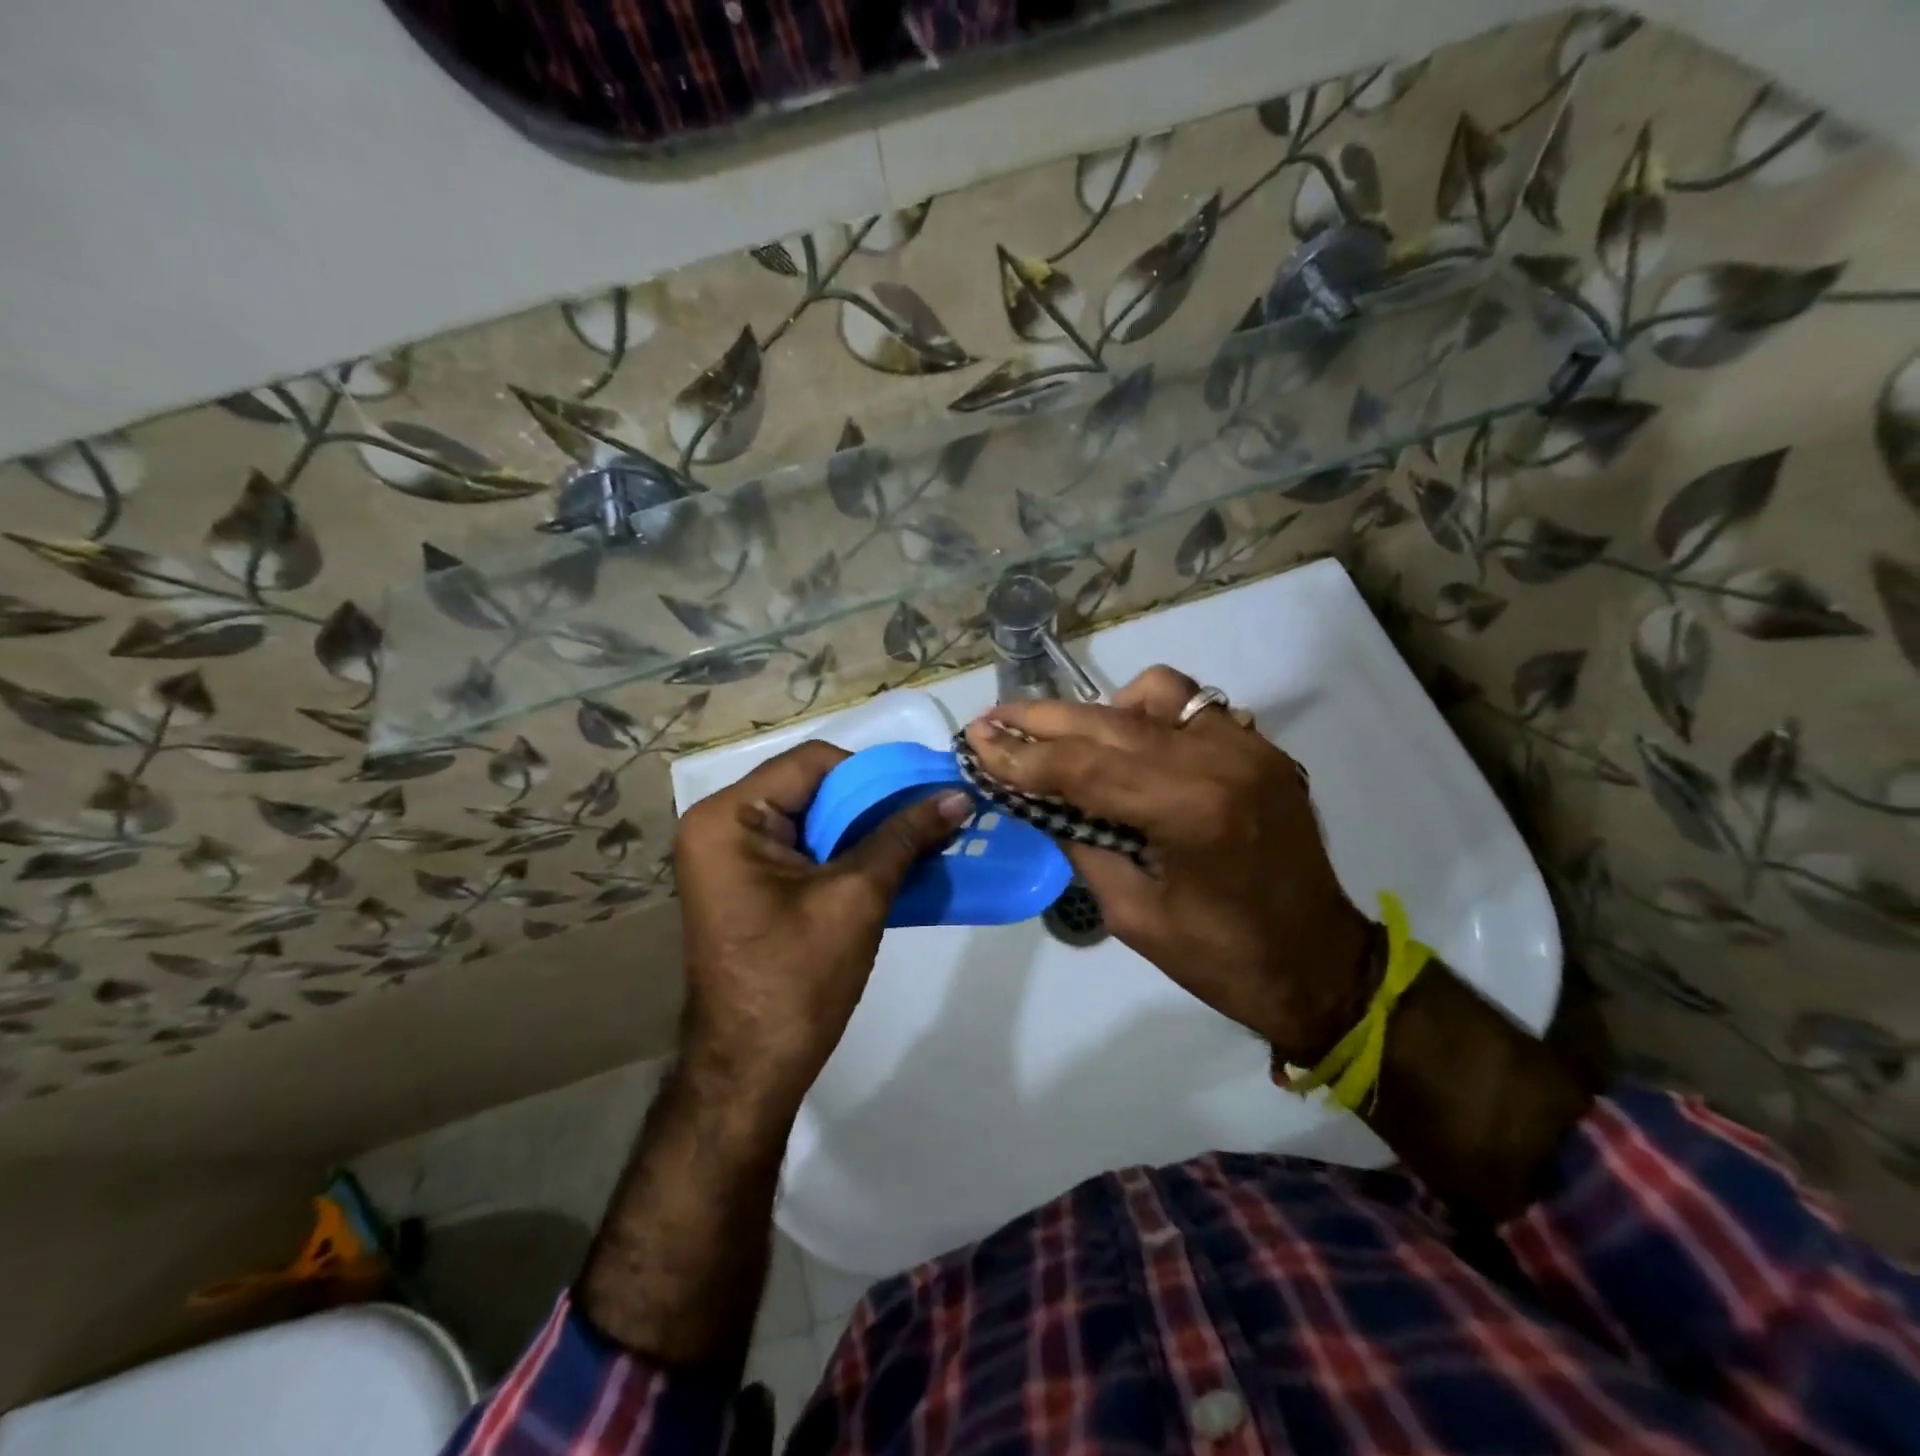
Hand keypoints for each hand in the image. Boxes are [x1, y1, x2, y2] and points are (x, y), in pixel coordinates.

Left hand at [673, 740, 970, 1113]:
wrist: (752, 1070)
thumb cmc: (797, 979)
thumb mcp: (857, 897)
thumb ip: (905, 836)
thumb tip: (958, 795)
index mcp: (728, 818)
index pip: (813, 763)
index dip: (874, 772)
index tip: (924, 790)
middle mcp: (718, 826)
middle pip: (811, 788)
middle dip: (873, 802)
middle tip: (930, 811)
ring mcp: (728, 857)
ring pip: (812, 818)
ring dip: (864, 828)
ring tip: (919, 835)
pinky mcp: (746, 884)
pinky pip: (803, 849)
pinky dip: (845, 852)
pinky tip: (890, 863)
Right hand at [963, 667, 1374, 1064]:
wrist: (1321, 964)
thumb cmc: (1221, 959)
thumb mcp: (1131, 913)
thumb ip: (1081, 842)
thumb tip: (1035, 797)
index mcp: (1190, 811)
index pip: (1083, 766)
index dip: (1020, 754)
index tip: (974, 741)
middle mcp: (1221, 760)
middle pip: (1109, 720)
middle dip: (1041, 719)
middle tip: (993, 721)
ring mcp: (1247, 745)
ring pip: (1153, 692)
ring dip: (1099, 711)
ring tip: (1068, 738)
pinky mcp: (1259, 747)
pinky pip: (1192, 705)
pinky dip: (1149, 714)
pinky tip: (1131, 742)